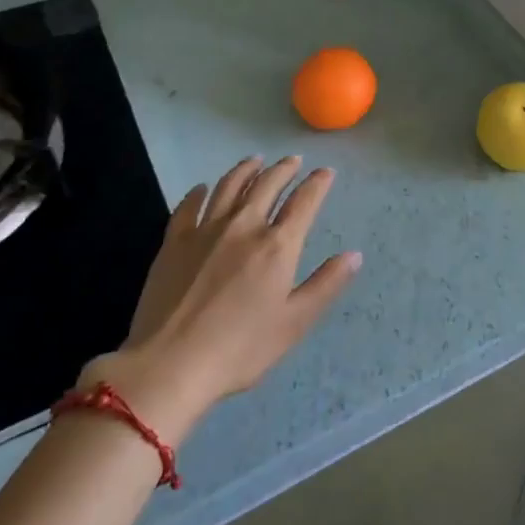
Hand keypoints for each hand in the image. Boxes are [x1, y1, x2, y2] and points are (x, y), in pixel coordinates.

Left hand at [81, 156, 360, 443]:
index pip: (304, 202)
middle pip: (267, 185)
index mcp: (277, 246)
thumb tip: (354, 255)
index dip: (317, 183)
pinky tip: (203, 188)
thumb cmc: (240, 349)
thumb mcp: (294, 323)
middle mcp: (244, 227)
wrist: (170, 364)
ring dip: (246, 170)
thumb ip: (326, 285)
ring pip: (229, 187)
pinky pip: (189, 206)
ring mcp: (205, 231)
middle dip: (284, 169)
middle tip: (293, 160)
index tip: (325, 172)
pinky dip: (200, 192)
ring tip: (255, 161)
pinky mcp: (174, 242)